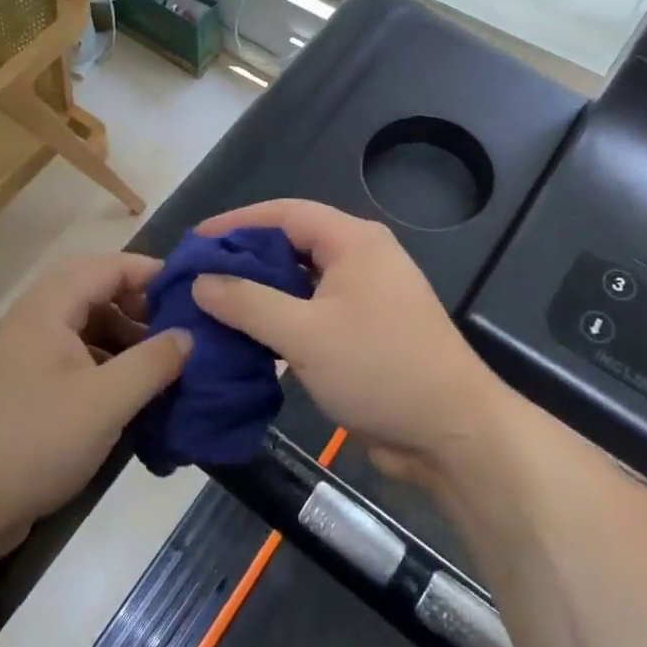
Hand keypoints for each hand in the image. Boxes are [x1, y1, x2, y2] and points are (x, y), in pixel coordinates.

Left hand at [0, 253, 189, 545]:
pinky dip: (106, 366)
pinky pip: (74, 360)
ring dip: (123, 338)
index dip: (149, 272)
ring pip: (84, 328)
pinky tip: (129, 396)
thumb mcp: (105, 402)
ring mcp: (26, 357)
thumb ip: (152, 363)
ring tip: (159, 364)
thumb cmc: (33, 441)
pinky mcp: (25, 390)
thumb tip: (188, 336)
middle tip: (175, 329)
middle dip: (138, 306)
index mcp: (47, 309)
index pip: (106, 267)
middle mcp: (34, 322)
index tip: (191, 293)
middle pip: (93, 292)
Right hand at [191, 200, 512, 489]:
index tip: (194, 241)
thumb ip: (248, 303)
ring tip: (213, 307)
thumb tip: (201, 281)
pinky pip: (313, 312)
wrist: (452, 434)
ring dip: (260, 293)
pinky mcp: (365, 331)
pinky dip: (281, 320)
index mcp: (353, 241)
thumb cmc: (380, 369)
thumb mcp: (305, 334)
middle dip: (244, 259)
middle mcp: (361, 258)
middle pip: (292, 245)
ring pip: (301, 282)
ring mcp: (366, 296)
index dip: (237, 222)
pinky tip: (248, 339)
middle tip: (197, 277)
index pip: (285, 213)